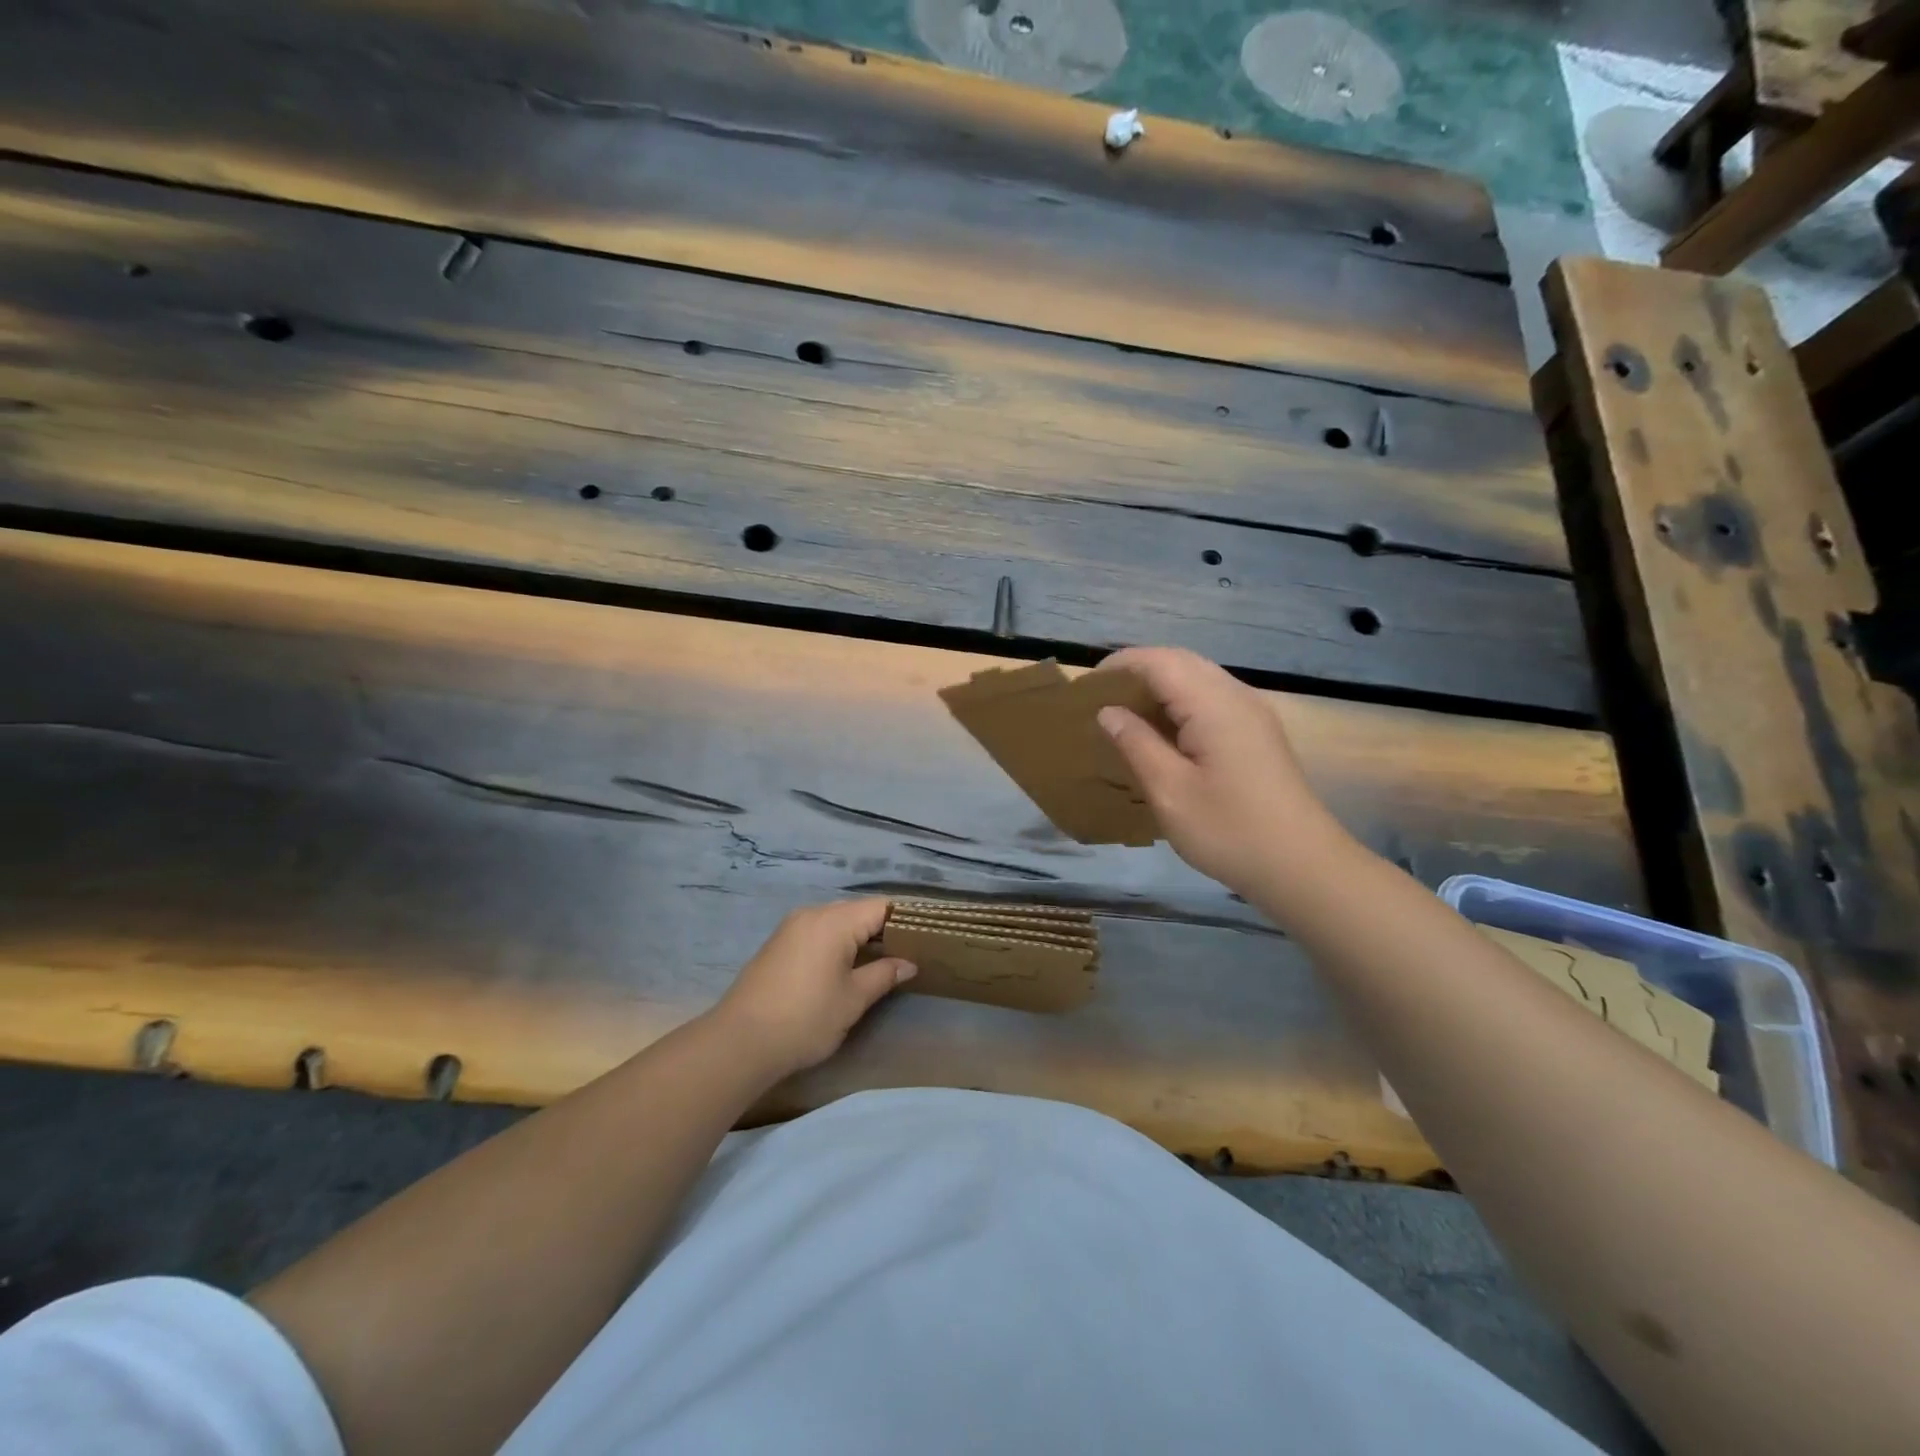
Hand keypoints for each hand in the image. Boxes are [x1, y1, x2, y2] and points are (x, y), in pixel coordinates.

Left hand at [711, 899, 915, 1078]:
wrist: (739, 1042)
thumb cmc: (805, 1018)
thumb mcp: (852, 999)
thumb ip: (884, 975)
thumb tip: (908, 963)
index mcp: (834, 921)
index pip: (880, 907)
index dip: (905, 919)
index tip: (925, 937)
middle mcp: (812, 914)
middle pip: (857, 911)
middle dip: (882, 929)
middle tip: (907, 953)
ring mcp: (791, 927)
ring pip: (836, 922)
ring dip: (858, 937)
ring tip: (880, 962)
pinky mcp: (778, 944)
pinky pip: (817, 932)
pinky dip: (836, 943)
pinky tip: (845, 967)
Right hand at [1096, 646, 1346, 896]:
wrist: (1302, 866)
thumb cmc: (1229, 831)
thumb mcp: (1169, 791)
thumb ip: (1136, 744)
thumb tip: (1109, 712)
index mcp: (1214, 705)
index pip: (1160, 662)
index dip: (1120, 665)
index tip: (1086, 686)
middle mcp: (1237, 696)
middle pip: (1181, 661)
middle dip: (1138, 670)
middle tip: (1101, 698)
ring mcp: (1253, 713)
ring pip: (1198, 677)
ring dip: (1159, 685)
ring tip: (1125, 713)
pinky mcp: (1258, 732)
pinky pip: (1212, 698)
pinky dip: (1180, 702)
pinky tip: (1162, 732)